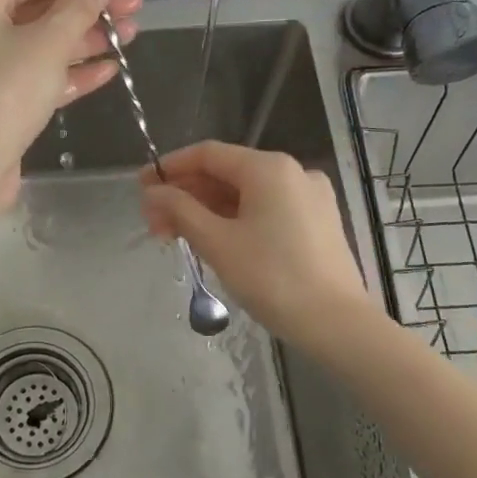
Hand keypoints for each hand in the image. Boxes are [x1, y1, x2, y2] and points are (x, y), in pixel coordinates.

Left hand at [0, 0, 141, 207]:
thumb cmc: (6, 91)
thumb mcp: (48, 42)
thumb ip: (80, 6)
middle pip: (43, 8)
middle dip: (90, 6)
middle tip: (134, 4)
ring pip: (46, 44)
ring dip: (88, 38)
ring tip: (131, 32)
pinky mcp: (4, 101)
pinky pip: (43, 76)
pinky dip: (73, 71)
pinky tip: (110, 69)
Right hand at [140, 141, 371, 349]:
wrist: (335, 323)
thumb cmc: (271, 277)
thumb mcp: (217, 242)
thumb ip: (180, 210)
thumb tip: (153, 192)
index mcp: (268, 168)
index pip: (207, 154)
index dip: (170, 167)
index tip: (141, 186)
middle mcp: (292, 172)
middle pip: (226, 173)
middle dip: (186, 195)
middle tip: (154, 223)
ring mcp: (309, 197)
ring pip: (245, 194)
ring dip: (207, 210)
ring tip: (176, 236)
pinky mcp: (317, 222)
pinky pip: (266, 209)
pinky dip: (235, 219)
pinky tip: (214, 240)